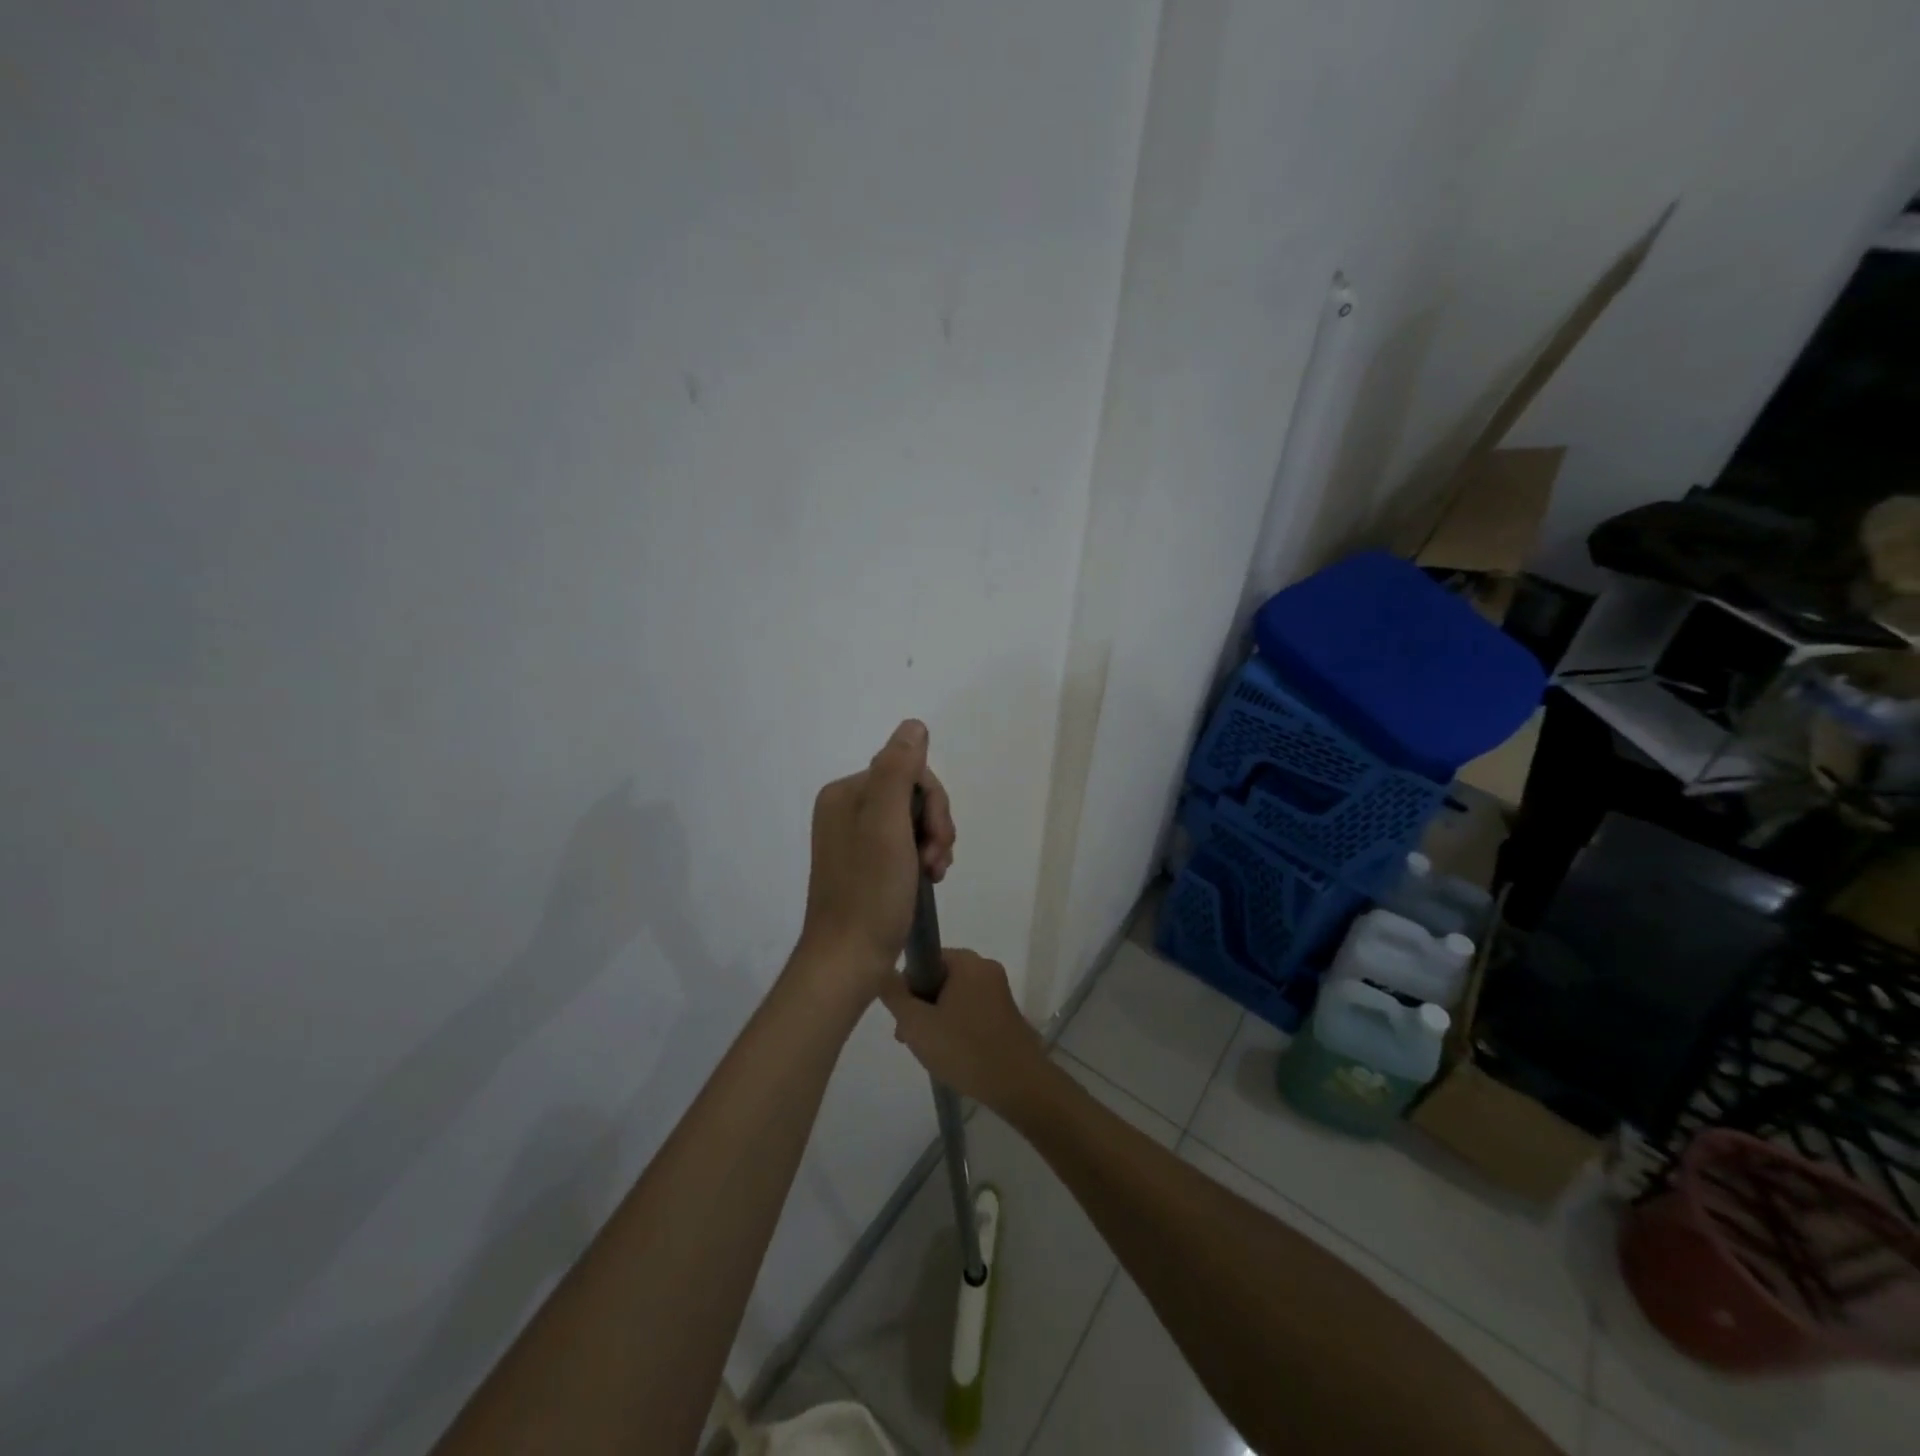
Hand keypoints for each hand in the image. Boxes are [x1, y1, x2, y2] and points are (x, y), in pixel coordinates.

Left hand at [796, 719, 955, 998]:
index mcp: (845, 794)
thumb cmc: (870, 892)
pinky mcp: (864, 866)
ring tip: (934, 875)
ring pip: (913, 823)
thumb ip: (898, 771)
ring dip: (932, 845)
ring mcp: (854, 839)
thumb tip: (913, 726)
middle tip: (937, 862)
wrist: (848, 961)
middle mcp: (845, 810)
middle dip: (934, 827)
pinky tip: (928, 881)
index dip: (934, 804)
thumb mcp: (887, 825)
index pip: (908, 773)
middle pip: (912, 797)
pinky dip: (922, 859)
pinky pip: (904, 846)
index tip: (939, 840)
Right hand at [880, 949, 1046, 1113]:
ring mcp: (999, 991)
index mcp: (967, 962)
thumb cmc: (964, 1049)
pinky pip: (971, 1010)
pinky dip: (956, 1026)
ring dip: (936, 1019)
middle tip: (910, 1037)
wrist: (1018, 1085)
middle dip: (921, 1006)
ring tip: (929, 1051)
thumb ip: (895, 995)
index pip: (925, 959)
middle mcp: (985, 968)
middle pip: (939, 978)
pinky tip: (951, 1054)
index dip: (907, 985)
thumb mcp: (917, 1024)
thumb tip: (885, 972)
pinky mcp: (1006, 1013)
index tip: (903, 1016)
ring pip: (954, 997)